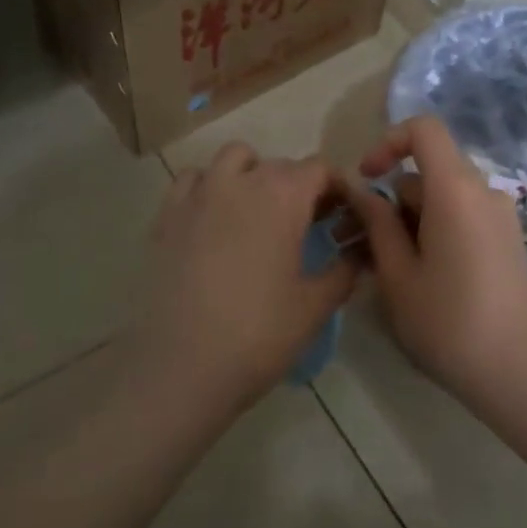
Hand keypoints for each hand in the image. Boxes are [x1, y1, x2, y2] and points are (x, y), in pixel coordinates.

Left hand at [134, 142, 358, 413]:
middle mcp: (241, 181)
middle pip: (280, 165)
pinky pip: (192, 181)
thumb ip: (345, 270)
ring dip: (252, 174)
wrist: (182, 368)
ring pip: (233, 159)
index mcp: (283, 196)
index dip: (337, 188)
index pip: (319, 169)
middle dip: (299, 186)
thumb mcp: (316, 306)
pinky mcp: (167, 216)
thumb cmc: (259, 334)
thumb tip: (359, 252)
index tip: (342, 216)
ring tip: (258, 213)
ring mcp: (199, 195)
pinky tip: (214, 221)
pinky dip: (209, 187)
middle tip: (308, 225)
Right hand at [344, 117, 526, 404]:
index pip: (424, 129)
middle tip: (357, 242)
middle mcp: (483, 191)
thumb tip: (363, 192)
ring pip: (442, 199)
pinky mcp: (506, 241)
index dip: (388, 142)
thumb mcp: (398, 274)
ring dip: (408, 221)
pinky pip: (461, 218)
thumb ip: (377, 224)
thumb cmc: (449, 322)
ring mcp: (499, 217)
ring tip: (382, 268)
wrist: (520, 372)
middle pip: (428, 172)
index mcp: (456, 189)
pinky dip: (433, 232)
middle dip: (389, 199)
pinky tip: (417, 277)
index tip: (366, 178)